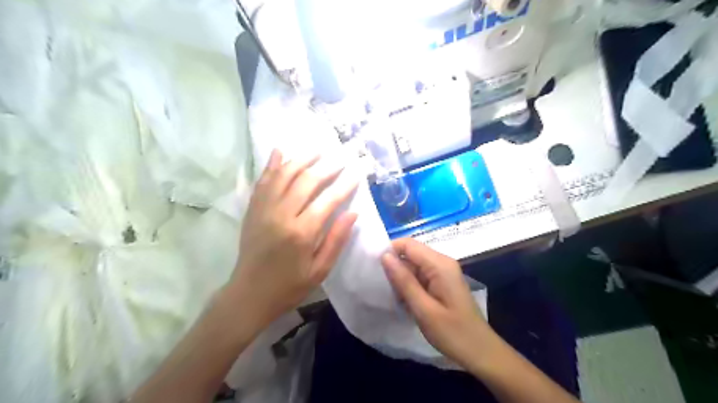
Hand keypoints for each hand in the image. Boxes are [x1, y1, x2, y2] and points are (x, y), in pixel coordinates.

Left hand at [231, 150, 357, 328]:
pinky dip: (272, 164)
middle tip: (342, 157)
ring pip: (284, 175)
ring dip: (302, 159)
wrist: (249, 294)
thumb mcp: (320, 270)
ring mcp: (263, 209)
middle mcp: (281, 215)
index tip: (357, 173)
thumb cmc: (289, 286)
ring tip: (318, 150)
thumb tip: (353, 213)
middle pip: (307, 181)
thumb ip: (336, 240)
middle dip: (327, 167)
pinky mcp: (252, 209)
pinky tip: (280, 151)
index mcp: (302, 233)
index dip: (345, 185)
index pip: (329, 200)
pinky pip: (263, 181)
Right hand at [381, 240, 494, 368]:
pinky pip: (420, 276)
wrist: (480, 352)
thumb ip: (404, 281)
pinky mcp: (442, 283)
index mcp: (439, 264)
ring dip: (401, 279)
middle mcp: (442, 263)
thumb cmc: (453, 332)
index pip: (408, 244)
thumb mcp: (424, 309)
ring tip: (392, 296)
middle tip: (381, 287)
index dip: (389, 251)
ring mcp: (443, 273)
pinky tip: (404, 302)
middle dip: (394, 267)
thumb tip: (384, 256)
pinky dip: (409, 286)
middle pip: (411, 253)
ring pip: (413, 266)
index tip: (373, 268)